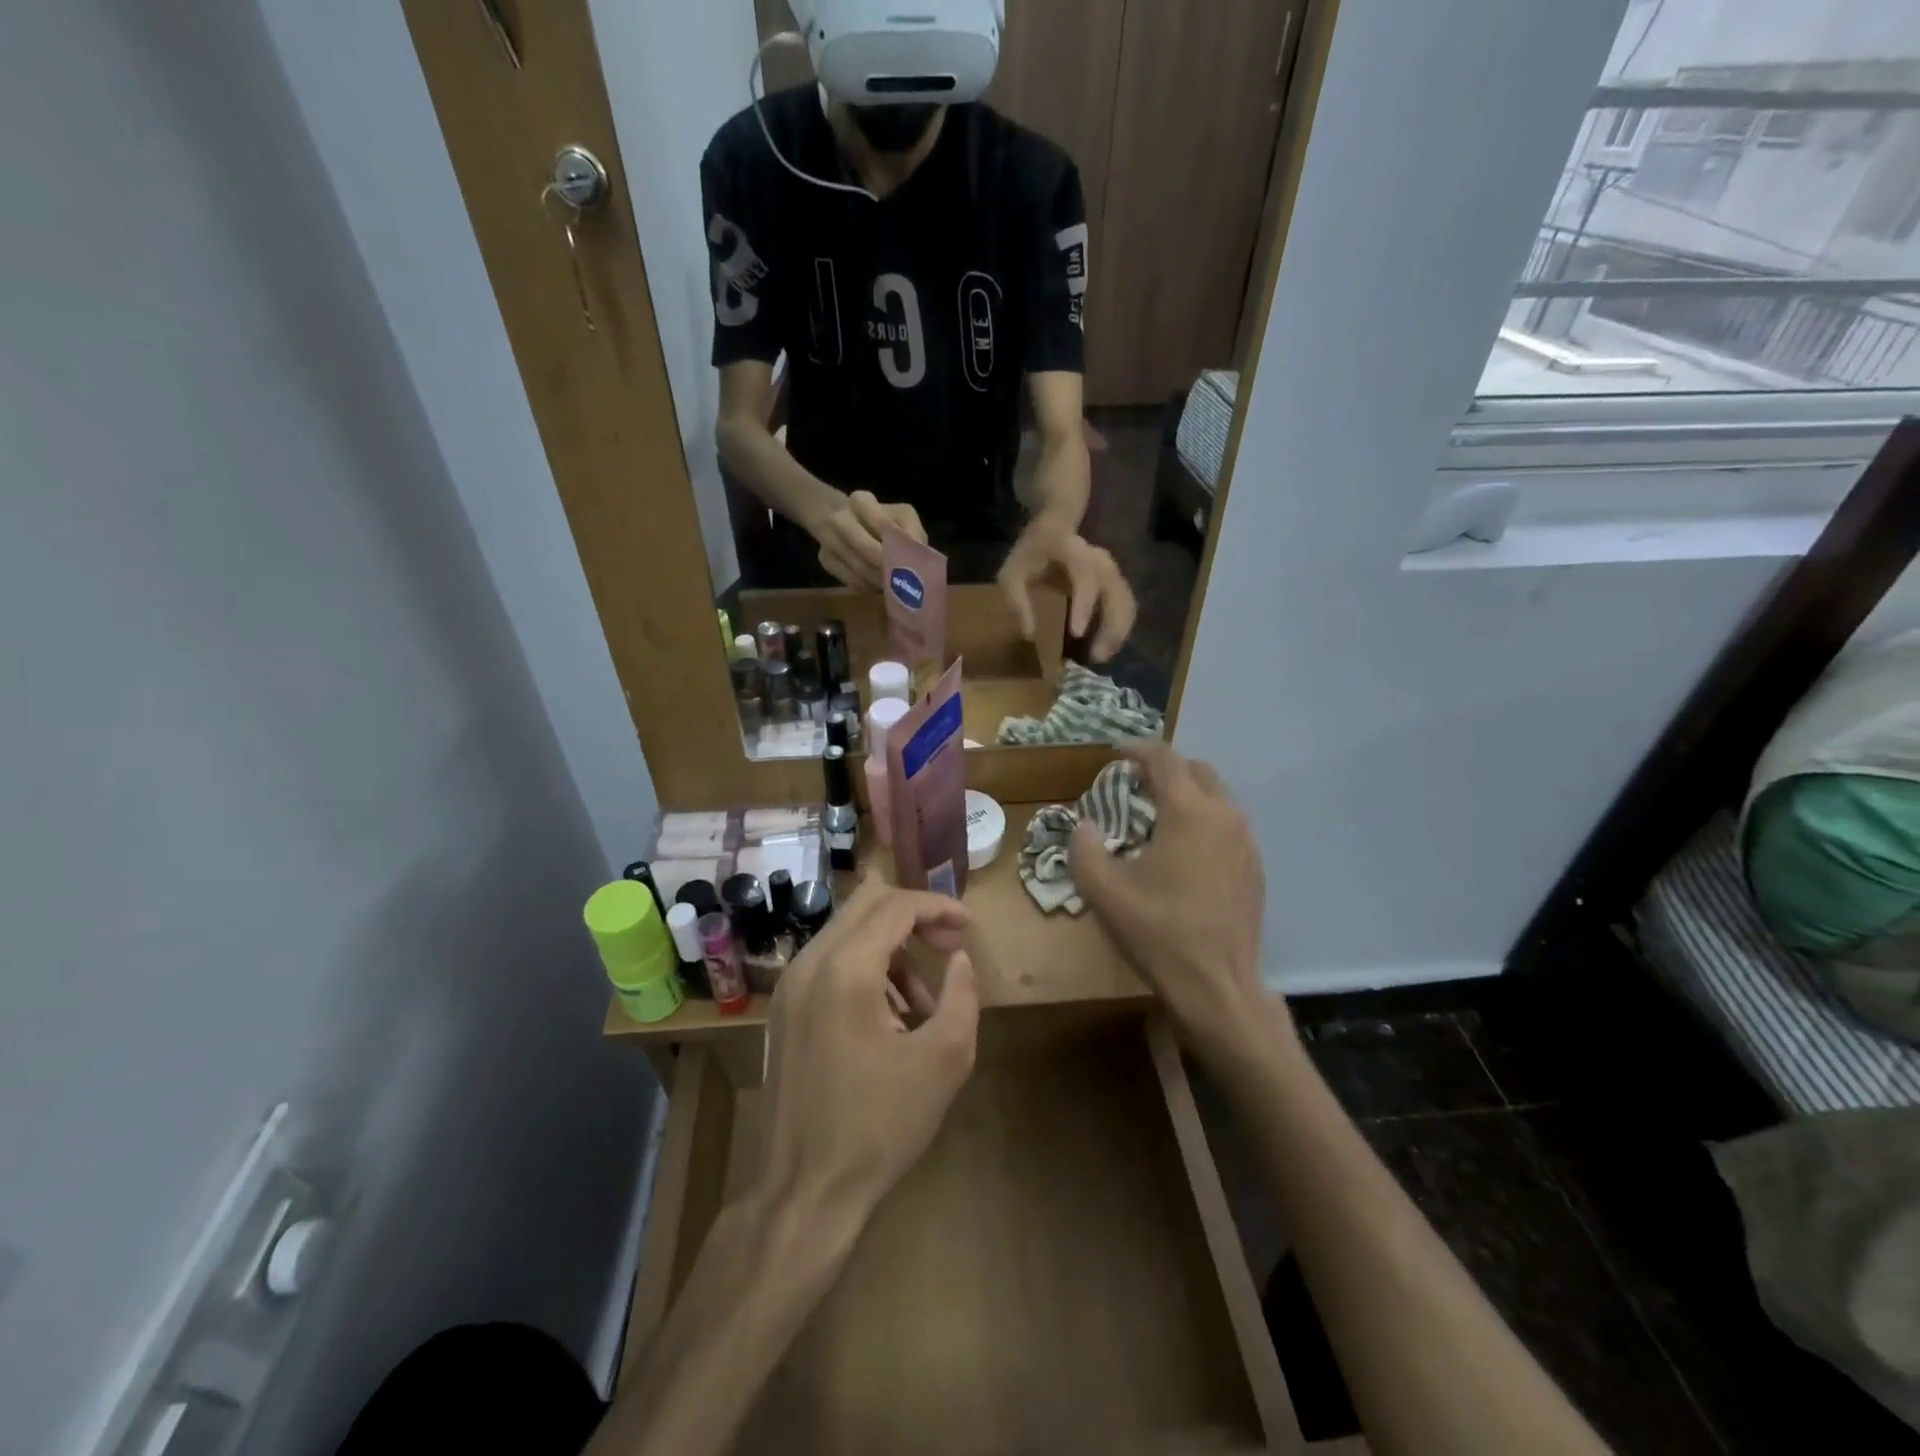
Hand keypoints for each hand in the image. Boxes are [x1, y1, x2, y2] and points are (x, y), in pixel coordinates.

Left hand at [760, 879, 979, 1220]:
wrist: (806, 1190)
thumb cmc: (880, 1125)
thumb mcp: (944, 1059)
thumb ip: (961, 994)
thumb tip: (958, 958)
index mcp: (846, 969)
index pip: (896, 906)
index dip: (938, 907)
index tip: (968, 927)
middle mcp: (810, 963)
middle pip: (866, 903)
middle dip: (914, 915)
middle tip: (949, 944)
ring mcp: (789, 985)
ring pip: (847, 932)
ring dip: (892, 947)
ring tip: (925, 1001)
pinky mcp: (784, 1009)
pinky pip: (830, 962)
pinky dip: (866, 969)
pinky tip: (891, 1018)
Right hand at [811, 490, 925, 590]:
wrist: (839, 516)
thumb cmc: (879, 518)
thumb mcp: (901, 516)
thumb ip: (913, 531)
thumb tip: (918, 554)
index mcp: (861, 501)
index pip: (882, 524)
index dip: (899, 545)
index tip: (911, 559)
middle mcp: (840, 518)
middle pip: (870, 552)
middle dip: (889, 568)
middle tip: (904, 581)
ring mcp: (828, 539)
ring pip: (860, 569)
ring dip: (879, 581)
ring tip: (894, 587)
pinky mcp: (824, 559)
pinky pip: (850, 579)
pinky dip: (867, 586)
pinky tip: (877, 586)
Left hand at [998, 527, 1136, 662]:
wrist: (1053, 529)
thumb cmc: (1030, 553)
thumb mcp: (1011, 573)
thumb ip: (1017, 601)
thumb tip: (1029, 635)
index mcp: (1072, 551)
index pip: (1085, 576)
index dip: (1084, 605)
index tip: (1077, 633)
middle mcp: (1098, 559)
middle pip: (1115, 592)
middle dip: (1109, 626)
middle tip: (1095, 657)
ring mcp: (1111, 570)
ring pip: (1126, 602)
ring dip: (1118, 632)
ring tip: (1101, 656)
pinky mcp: (1116, 582)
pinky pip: (1126, 606)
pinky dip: (1121, 629)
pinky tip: (1107, 647)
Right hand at [1068, 740, 1285, 1062]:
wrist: (1217, 988)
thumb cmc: (1158, 933)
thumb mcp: (1103, 891)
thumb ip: (1085, 848)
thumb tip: (1085, 826)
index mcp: (1189, 812)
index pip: (1164, 759)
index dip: (1137, 749)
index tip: (1115, 753)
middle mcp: (1224, 816)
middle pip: (1197, 770)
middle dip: (1165, 768)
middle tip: (1135, 784)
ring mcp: (1246, 843)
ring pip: (1217, 797)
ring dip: (1187, 794)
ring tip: (1157, 816)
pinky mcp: (1255, 868)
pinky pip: (1228, 826)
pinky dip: (1204, 821)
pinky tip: (1184, 852)